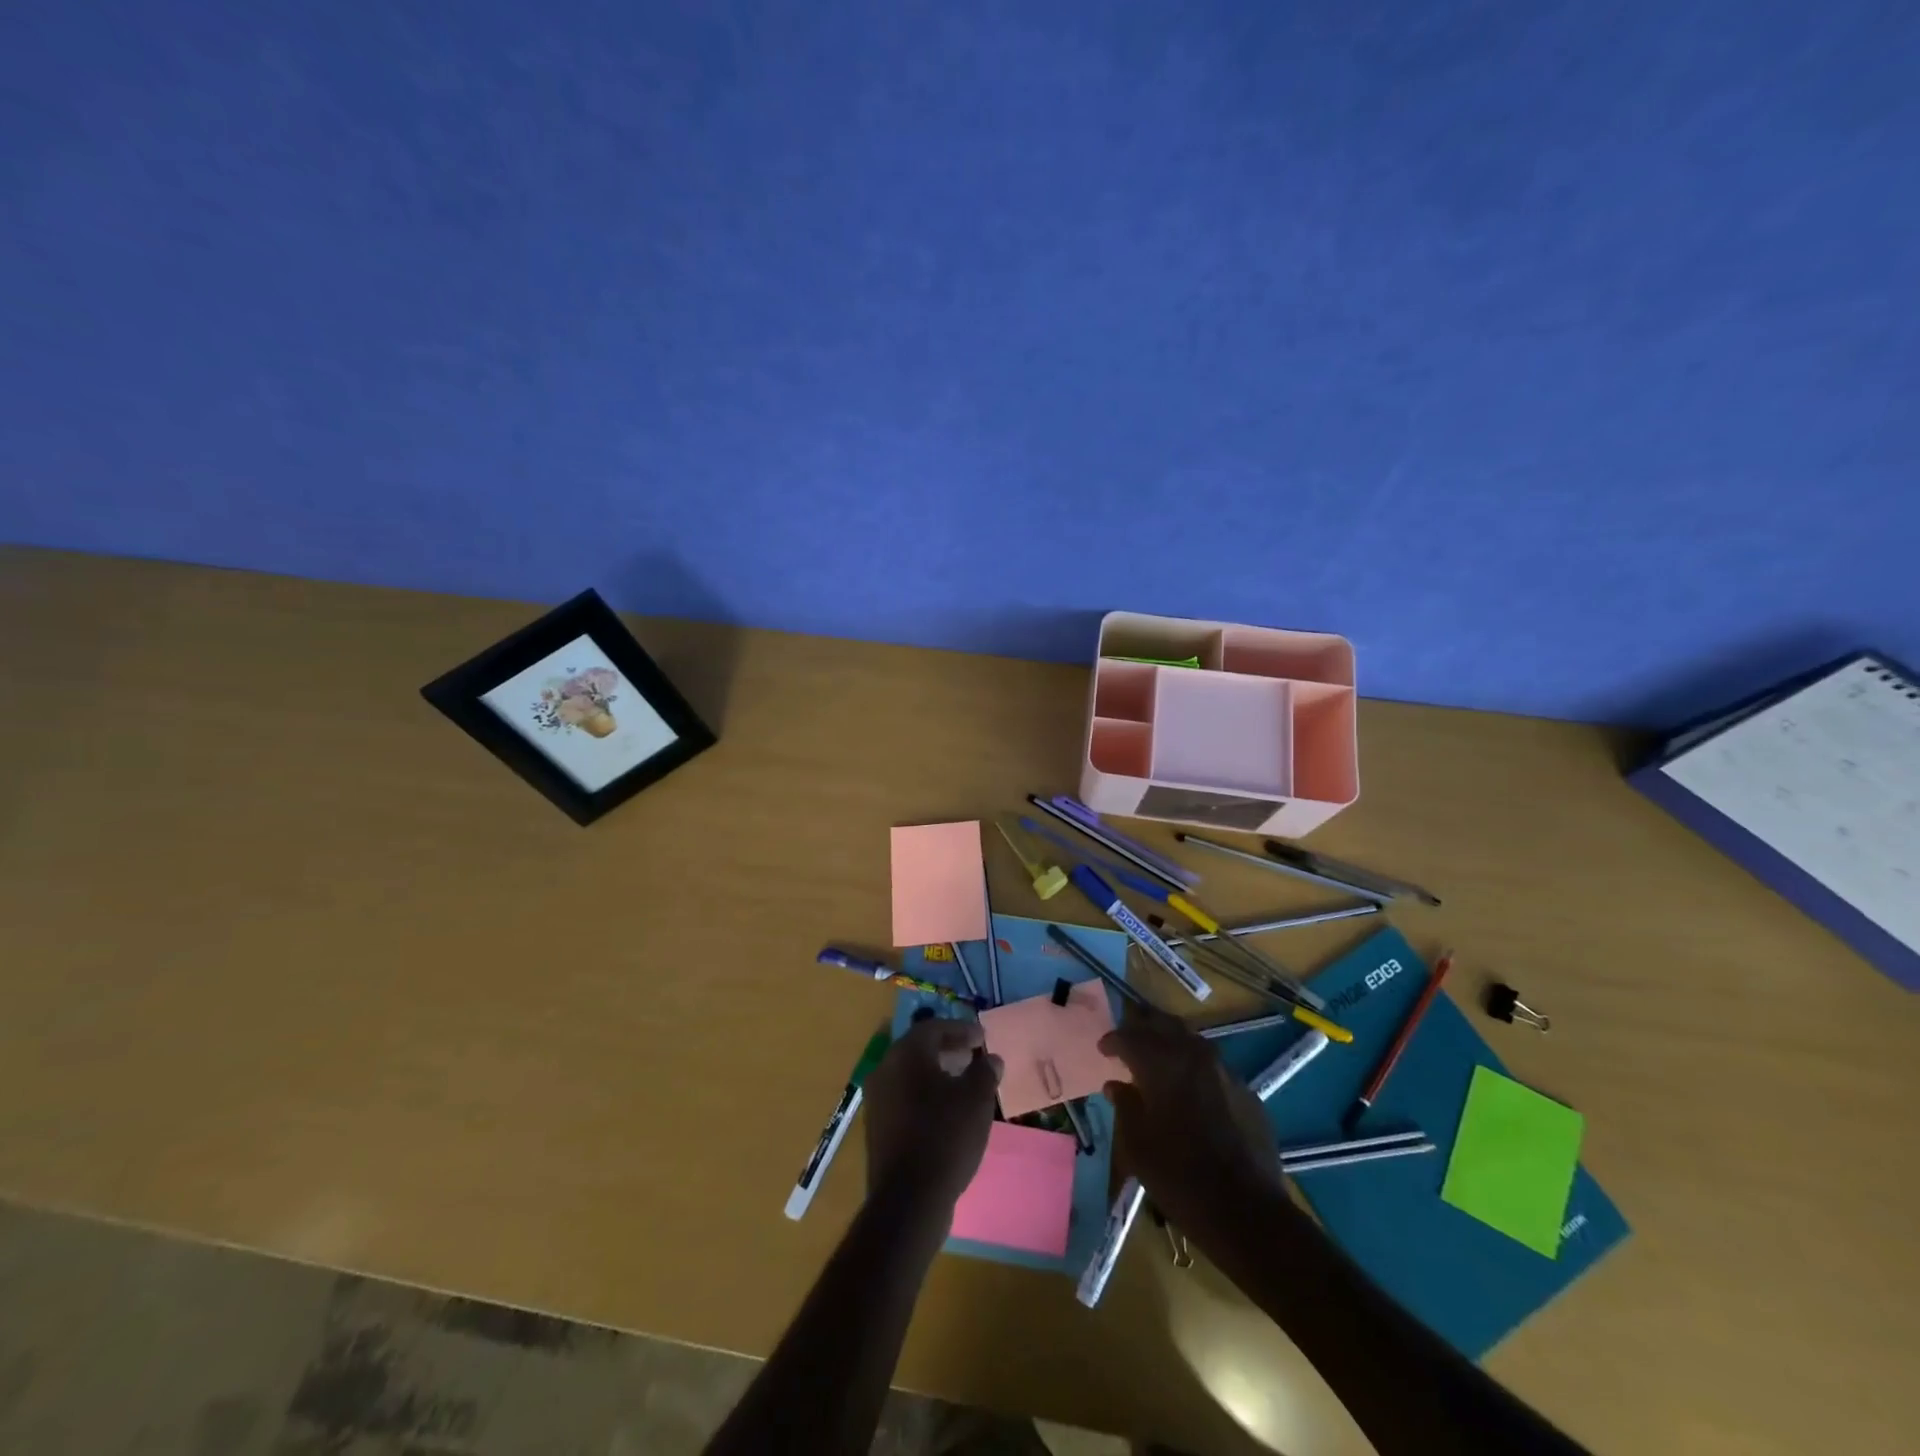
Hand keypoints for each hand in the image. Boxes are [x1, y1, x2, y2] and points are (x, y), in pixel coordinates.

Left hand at [862, 1017, 1002, 1216]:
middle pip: (919, 1049)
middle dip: (948, 1049)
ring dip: (937, 1073)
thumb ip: (985, 1071)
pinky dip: (926, 1095)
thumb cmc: (945, 1136)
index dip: (960, 1030)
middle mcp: (885, 1069)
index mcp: (906, 1054)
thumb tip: (990, 1058)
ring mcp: (877, 1100)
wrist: (909, 1199)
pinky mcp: (877, 1128)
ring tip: (964, 1084)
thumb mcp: (976, 1099)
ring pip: (910, 1075)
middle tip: (973, 1055)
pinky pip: (904, 1098)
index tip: (982, 1038)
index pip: (933, 1028)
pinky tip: (946, 1112)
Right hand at [1099, 1010, 1283, 1232]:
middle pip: (1164, 1024)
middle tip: (1129, 1037)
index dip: (1113, 1040)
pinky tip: (1191, 1090)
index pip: (1130, 1036)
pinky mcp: (1246, 1092)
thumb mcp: (1136, 1144)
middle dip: (1143, 1026)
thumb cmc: (1178, 1176)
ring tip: (1158, 1059)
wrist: (1245, 1211)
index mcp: (1161, 1063)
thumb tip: (1116, 1085)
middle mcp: (1193, 1055)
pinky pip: (1213, 1067)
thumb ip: (1124, 1105)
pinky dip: (1195, 1068)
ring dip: (1171, 1043)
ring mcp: (1225, 1071)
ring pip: (1192, 1040)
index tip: (1103, 1049)